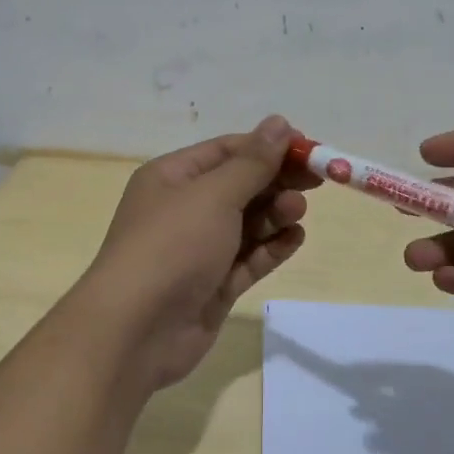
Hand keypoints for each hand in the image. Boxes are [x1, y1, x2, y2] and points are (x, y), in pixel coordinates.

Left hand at [73, 116, 315, 397]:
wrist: (137, 330)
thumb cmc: (172, 246)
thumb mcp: (213, 195)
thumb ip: (252, 163)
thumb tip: (279, 123)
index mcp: (172, 177)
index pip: (226, 151)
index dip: (267, 146)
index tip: (308, 148)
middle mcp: (184, 209)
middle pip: (240, 186)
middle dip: (276, 181)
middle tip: (316, 181)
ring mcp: (199, 250)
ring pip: (247, 223)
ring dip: (275, 214)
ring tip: (296, 212)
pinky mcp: (214, 285)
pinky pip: (249, 258)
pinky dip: (271, 248)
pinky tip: (295, 239)